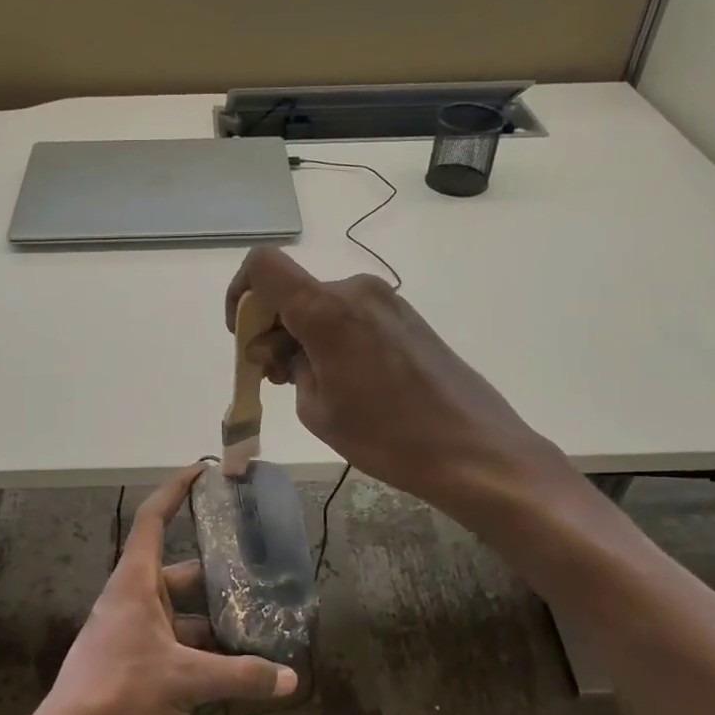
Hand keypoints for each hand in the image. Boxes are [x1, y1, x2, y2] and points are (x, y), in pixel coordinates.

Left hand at [11, 466, 297, 714]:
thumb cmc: (119, 691)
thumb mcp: (185, 680)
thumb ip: (239, 676)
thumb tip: (291, 679)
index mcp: (136, 581)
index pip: (154, 518)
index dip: (176, 490)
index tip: (203, 471)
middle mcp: (134, 597)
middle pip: (182, 571)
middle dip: (219, 571)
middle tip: (260, 568)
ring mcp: (133, 630)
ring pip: (183, 611)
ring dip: (215, 617)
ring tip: (259, 619)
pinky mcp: (135, 660)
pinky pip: (177, 641)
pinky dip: (204, 648)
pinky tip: (236, 663)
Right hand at [225, 248, 592, 525]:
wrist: (474, 449)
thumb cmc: (387, 436)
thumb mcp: (317, 409)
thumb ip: (287, 366)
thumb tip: (279, 349)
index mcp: (325, 308)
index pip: (263, 266)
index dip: (240, 293)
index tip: (245, 336)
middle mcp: (355, 290)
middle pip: (292, 290)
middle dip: (272, 327)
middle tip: (276, 377)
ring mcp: (385, 300)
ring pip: (321, 304)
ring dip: (302, 334)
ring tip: (311, 385)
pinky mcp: (405, 316)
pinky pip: (350, 314)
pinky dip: (331, 337)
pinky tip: (344, 380)